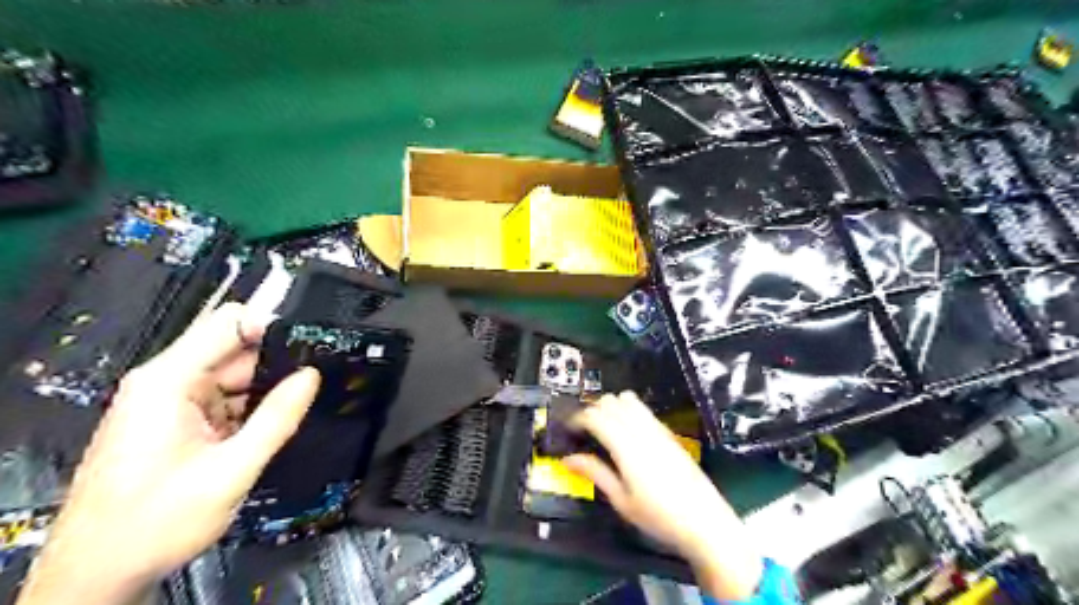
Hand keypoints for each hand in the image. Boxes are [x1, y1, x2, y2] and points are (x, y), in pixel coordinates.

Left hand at [16, 304, 319, 603]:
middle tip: (313, 383)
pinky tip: (268, 426)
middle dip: (276, 363)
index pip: (229, 322)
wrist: (96, 574)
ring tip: (297, 408)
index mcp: (169, 381)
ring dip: (265, 389)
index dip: (274, 326)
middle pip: (235, 348)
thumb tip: (312, 377)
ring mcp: (170, 401)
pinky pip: (225, 398)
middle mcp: (166, 382)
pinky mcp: (176, 420)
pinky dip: (250, 408)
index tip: (313, 344)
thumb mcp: (231, 471)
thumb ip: (276, 419)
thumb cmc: (155, 523)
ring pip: (235, 375)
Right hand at [568, 392, 761, 600]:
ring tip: (604, 428)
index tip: (569, 429)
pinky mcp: (669, 433)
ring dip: (612, 407)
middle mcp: (643, 432)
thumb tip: (569, 459)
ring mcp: (658, 429)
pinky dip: (628, 411)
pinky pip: (644, 409)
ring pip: (629, 400)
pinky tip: (626, 432)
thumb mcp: (622, 501)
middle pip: (611, 402)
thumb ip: (595, 473)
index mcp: (627, 448)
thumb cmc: (659, 517)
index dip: (578, 418)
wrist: (705, 522)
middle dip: (593, 410)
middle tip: (585, 431)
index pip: (596, 416)